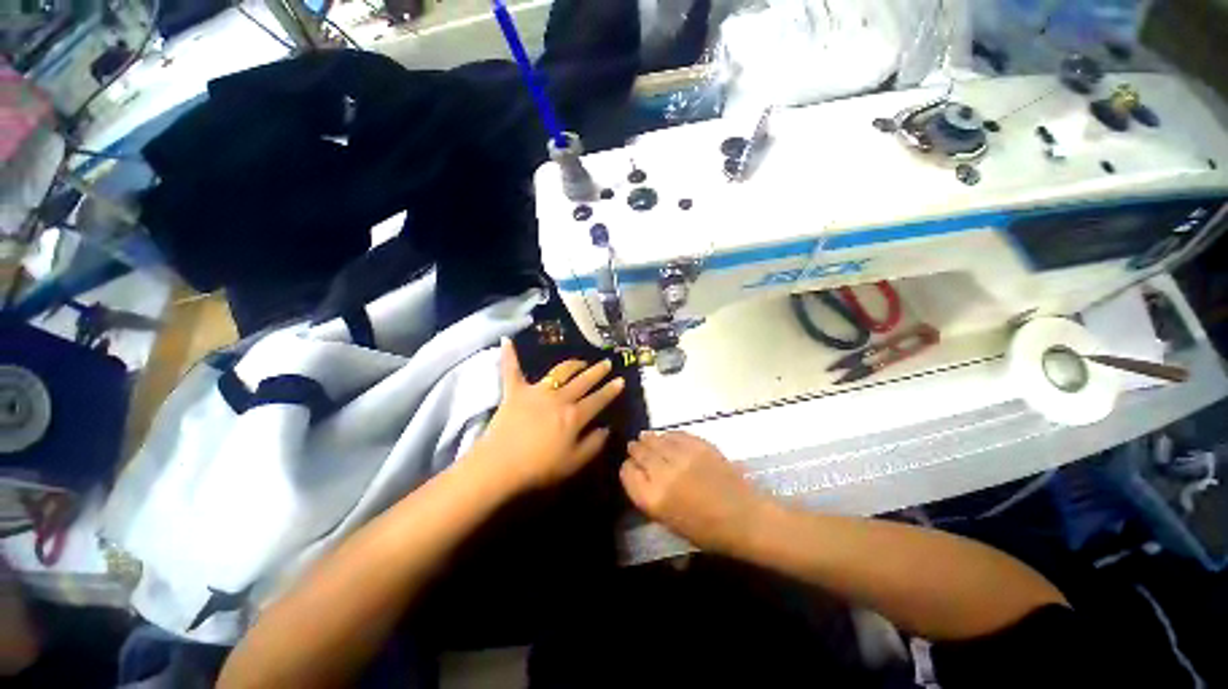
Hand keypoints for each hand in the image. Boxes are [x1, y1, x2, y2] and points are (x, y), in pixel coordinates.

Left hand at [470, 339, 624, 493]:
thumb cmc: (539, 468)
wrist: (500, 466)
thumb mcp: (573, 463)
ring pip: (559, 372)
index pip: (598, 399)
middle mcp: (559, 398)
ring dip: (572, 364)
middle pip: (583, 381)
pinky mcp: (515, 391)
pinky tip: (507, 340)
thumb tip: (606, 429)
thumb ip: (593, 445)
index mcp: (574, 415)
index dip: (611, 390)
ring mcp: (537, 391)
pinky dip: (510, 355)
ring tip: (581, 361)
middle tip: (607, 363)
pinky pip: (512, 370)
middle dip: (597, 371)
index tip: (621, 380)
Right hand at [620, 431, 765, 553]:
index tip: (630, 467)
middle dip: (635, 450)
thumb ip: (650, 497)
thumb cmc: (707, 531)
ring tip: (645, 437)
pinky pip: (676, 435)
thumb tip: (641, 476)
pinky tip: (666, 436)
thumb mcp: (669, 522)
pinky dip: (668, 435)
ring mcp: (682, 456)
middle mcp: (663, 474)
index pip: (628, 474)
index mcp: (653, 499)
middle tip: (634, 446)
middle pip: (640, 453)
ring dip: (648, 438)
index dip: (627, 468)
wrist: (745, 518)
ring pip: (656, 440)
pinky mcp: (698, 445)